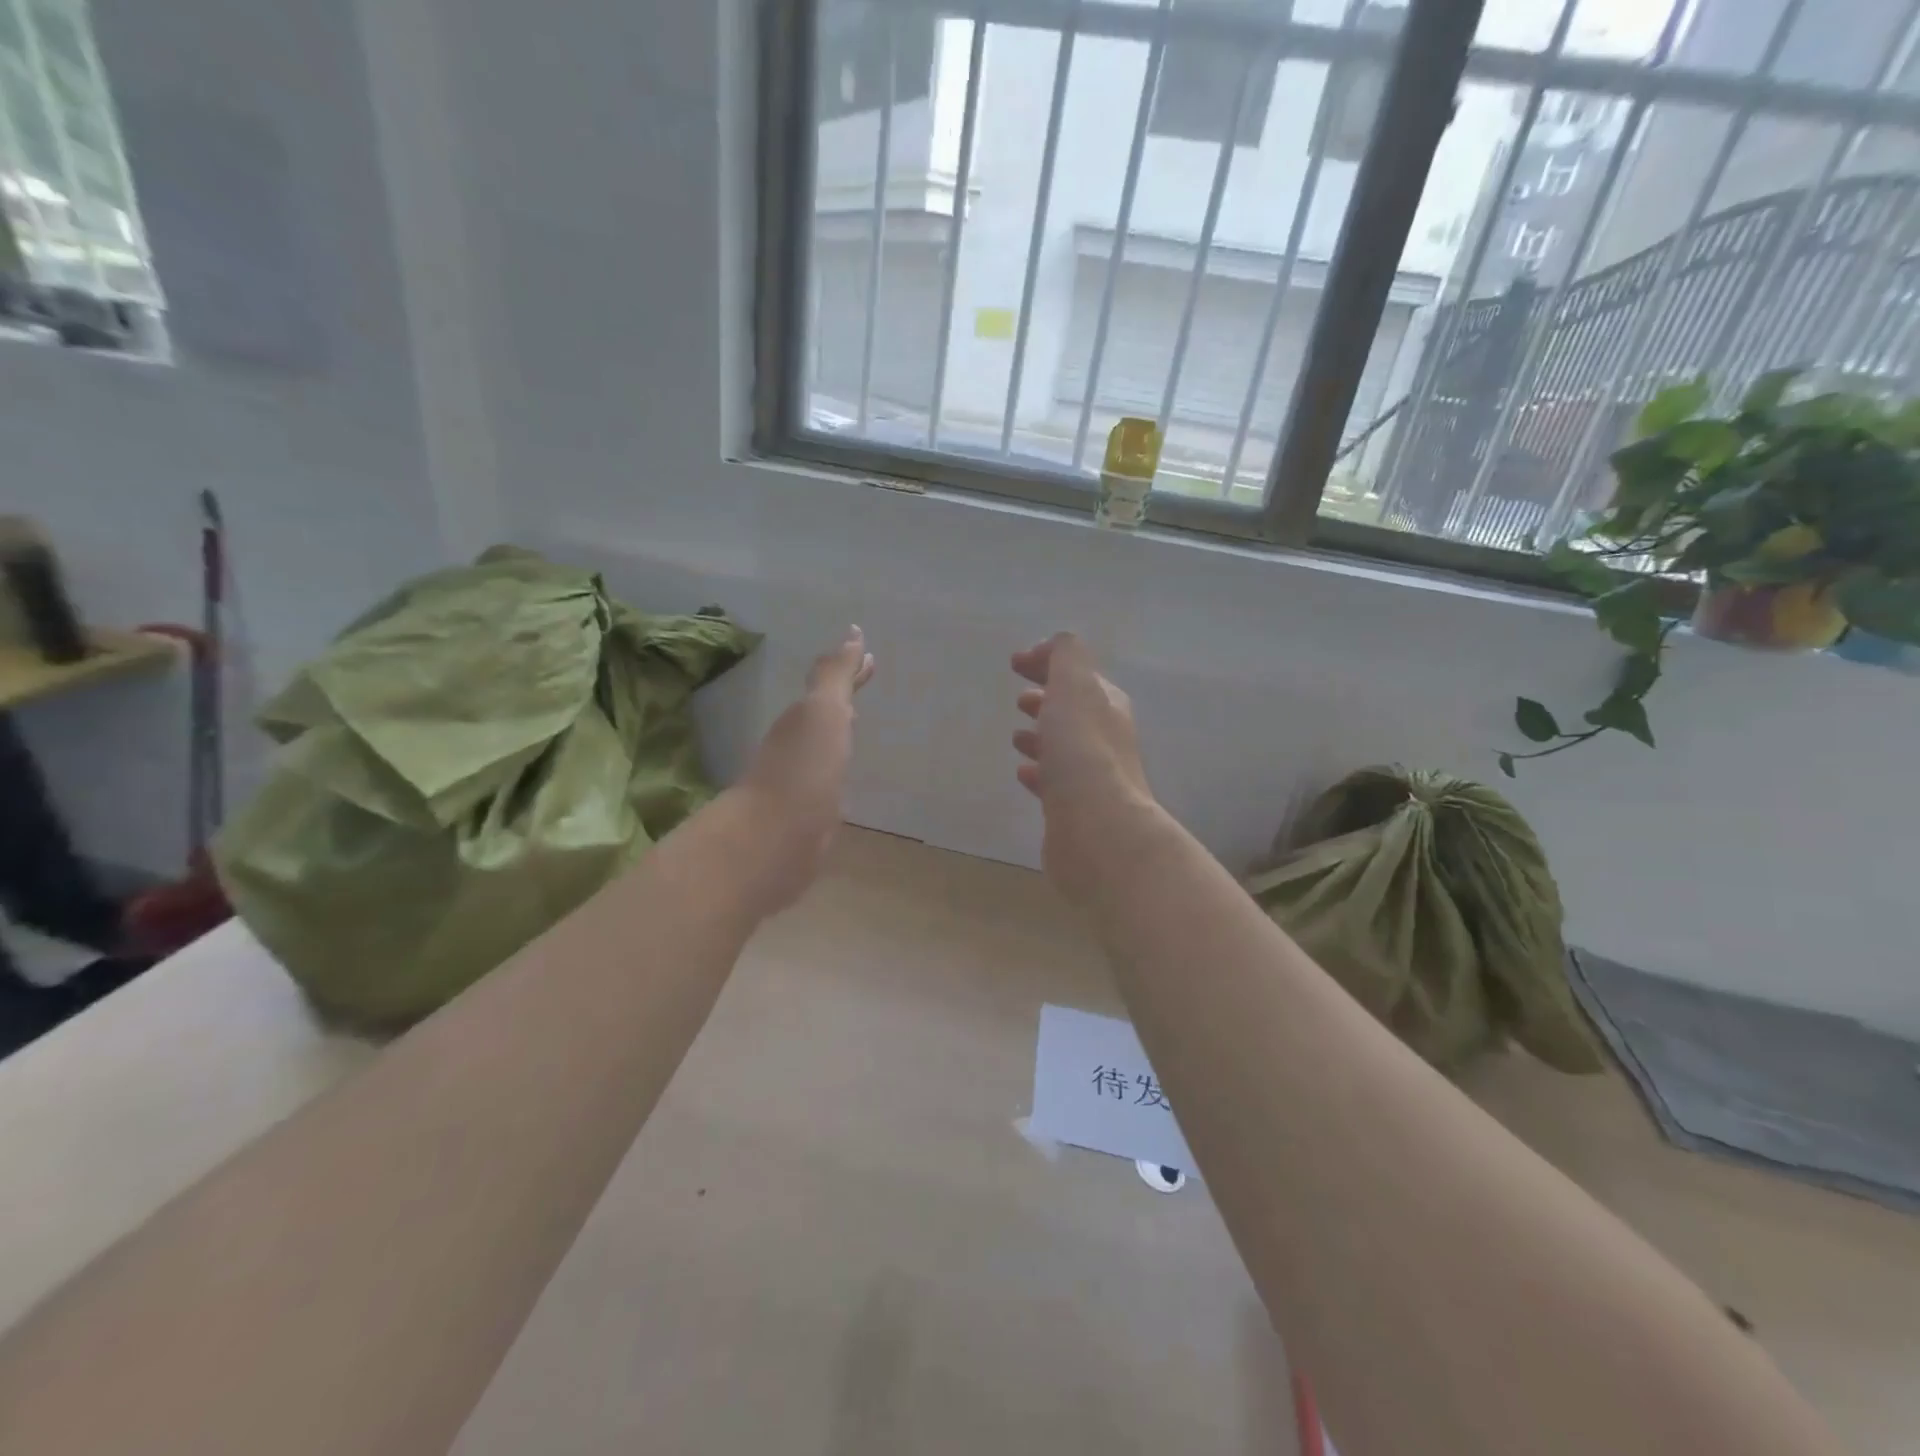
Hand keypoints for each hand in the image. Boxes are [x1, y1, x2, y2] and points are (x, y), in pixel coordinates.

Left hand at [733, 627, 875, 914]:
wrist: (775, 839)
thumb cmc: (803, 768)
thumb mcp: (822, 712)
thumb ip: (835, 676)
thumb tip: (852, 635)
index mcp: (803, 720)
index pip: (830, 687)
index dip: (851, 672)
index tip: (871, 657)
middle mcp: (798, 746)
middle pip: (826, 713)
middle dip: (844, 697)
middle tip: (866, 682)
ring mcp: (802, 782)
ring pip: (825, 746)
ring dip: (839, 731)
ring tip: (857, 723)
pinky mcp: (809, 817)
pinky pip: (829, 780)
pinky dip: (839, 768)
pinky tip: (845, 776)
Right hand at [1012, 632, 1157, 902]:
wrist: (1097, 830)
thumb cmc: (1082, 752)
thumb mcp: (1074, 687)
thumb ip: (1067, 657)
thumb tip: (1058, 644)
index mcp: (1106, 706)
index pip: (1079, 675)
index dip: (1049, 662)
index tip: (1015, 662)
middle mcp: (1106, 739)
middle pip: (1075, 711)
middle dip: (1049, 699)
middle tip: (1020, 698)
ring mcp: (1093, 777)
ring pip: (1065, 747)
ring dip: (1043, 735)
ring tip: (1017, 735)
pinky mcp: (1076, 811)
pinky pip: (1055, 783)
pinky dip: (1039, 772)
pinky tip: (1023, 773)